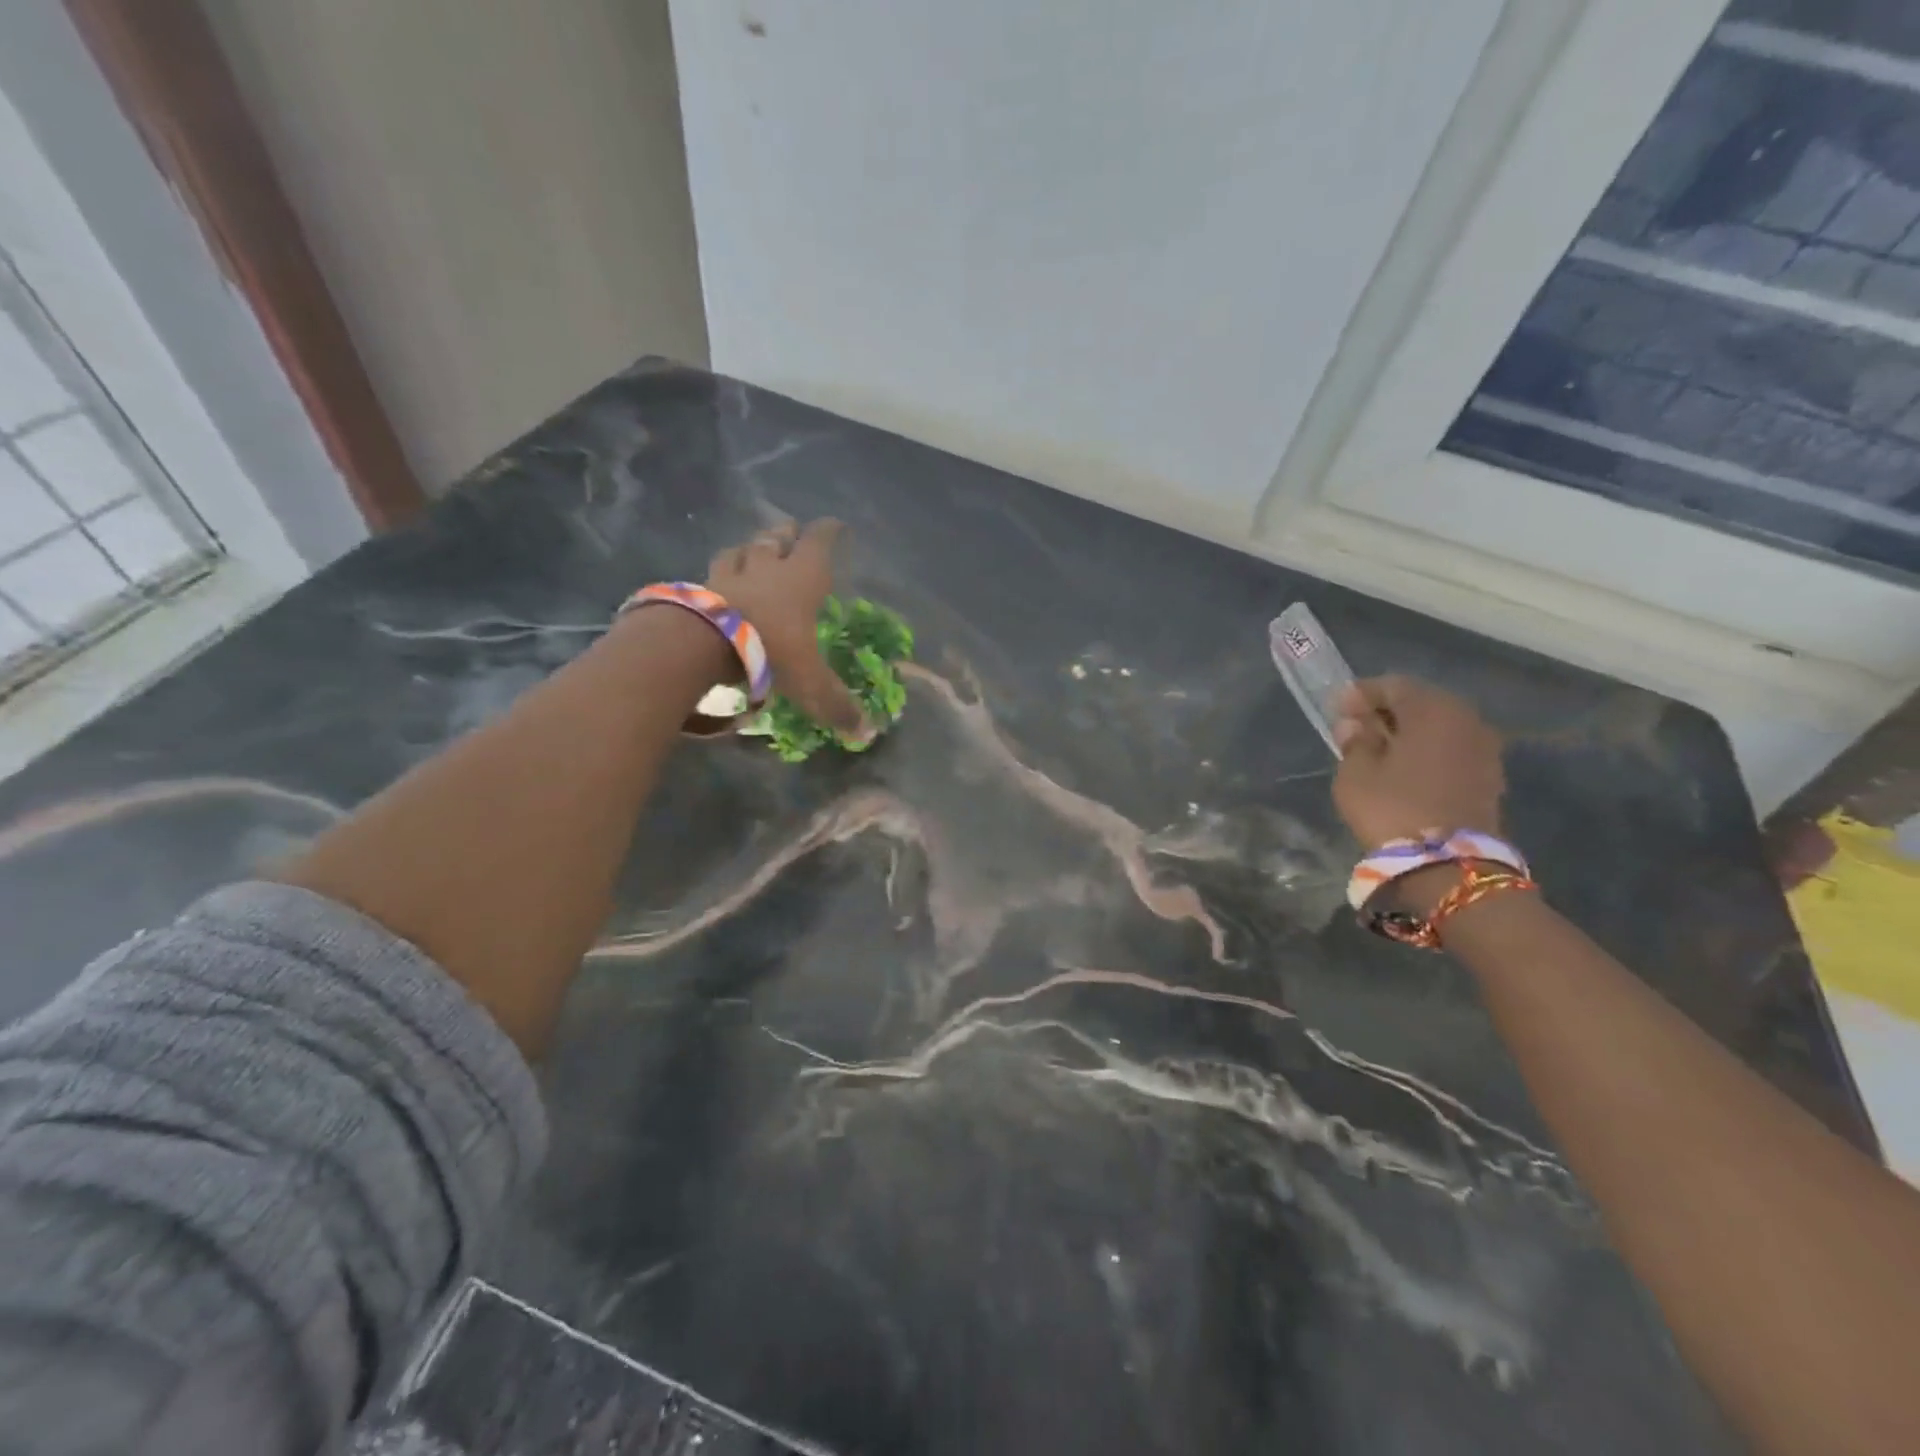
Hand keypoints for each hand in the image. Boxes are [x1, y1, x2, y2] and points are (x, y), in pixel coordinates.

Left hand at [708, 519, 868, 738]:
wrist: (703, 643)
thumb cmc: (771, 650)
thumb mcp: (810, 681)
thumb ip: (835, 703)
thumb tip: (866, 733)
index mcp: (802, 577)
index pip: (819, 542)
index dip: (829, 531)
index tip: (835, 525)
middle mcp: (768, 566)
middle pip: (776, 537)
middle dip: (786, 533)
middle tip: (790, 532)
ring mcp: (729, 573)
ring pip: (741, 549)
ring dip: (749, 547)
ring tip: (752, 551)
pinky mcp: (698, 586)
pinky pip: (711, 572)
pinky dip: (719, 573)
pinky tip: (718, 581)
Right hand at [1330, 676, 1505, 850]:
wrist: (1448, 865)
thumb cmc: (1393, 808)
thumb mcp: (1356, 773)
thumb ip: (1355, 742)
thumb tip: (1356, 725)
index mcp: (1433, 709)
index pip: (1393, 685)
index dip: (1361, 694)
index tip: (1336, 707)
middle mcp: (1466, 719)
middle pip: (1421, 702)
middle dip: (1387, 711)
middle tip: (1356, 726)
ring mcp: (1484, 748)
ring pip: (1439, 727)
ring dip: (1409, 732)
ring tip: (1379, 749)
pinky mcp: (1489, 776)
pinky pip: (1451, 749)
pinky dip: (1427, 751)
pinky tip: (1404, 768)